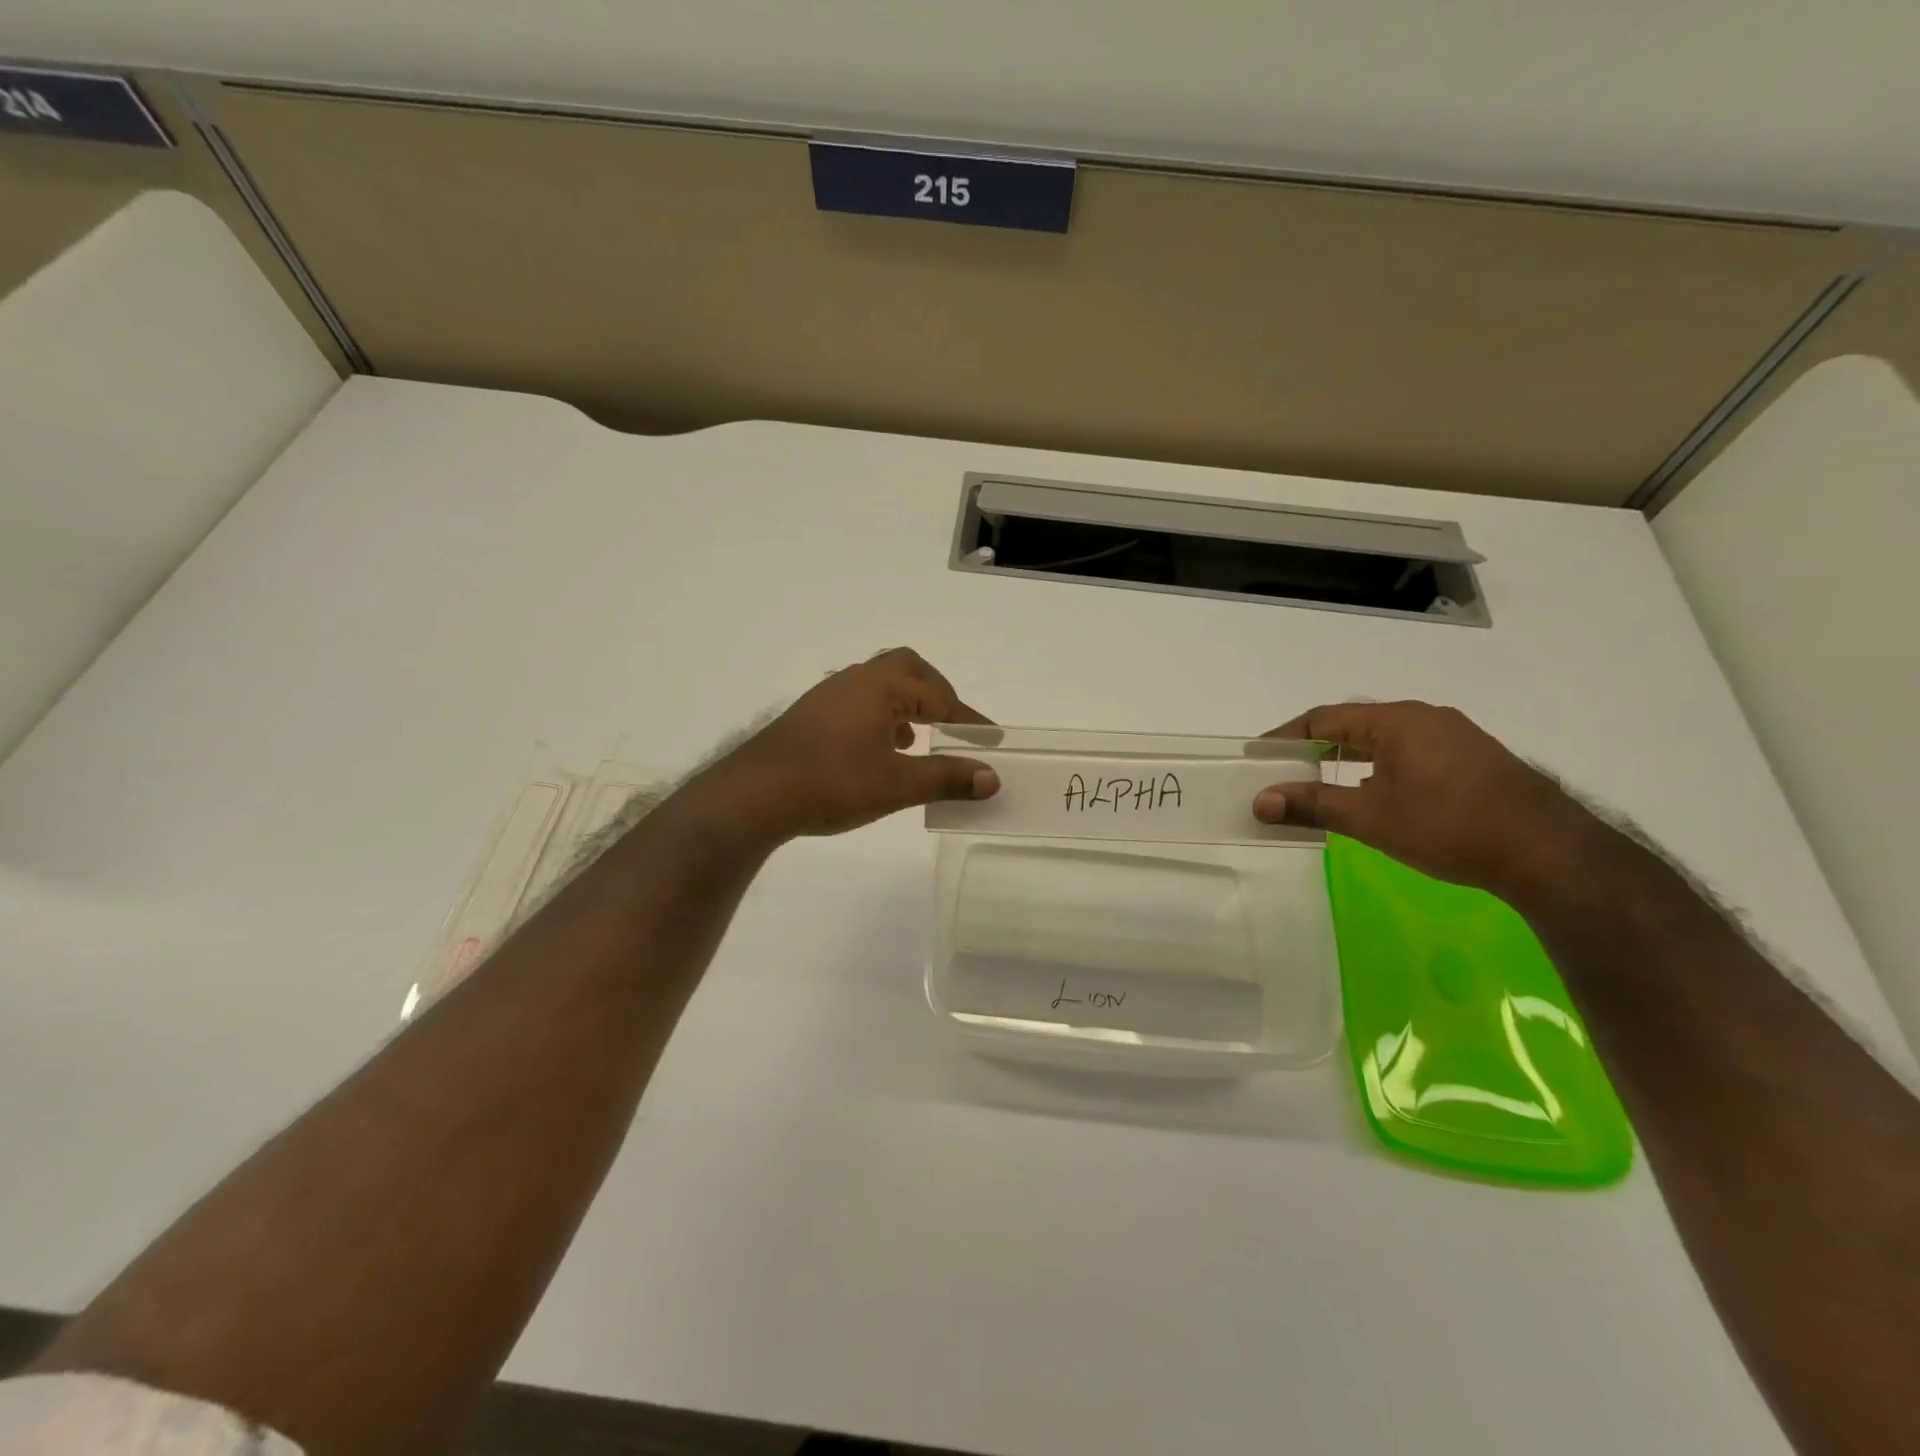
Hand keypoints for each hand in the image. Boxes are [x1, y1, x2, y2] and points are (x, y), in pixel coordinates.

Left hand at [711, 648, 1000, 842]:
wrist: (754, 795)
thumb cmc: (831, 783)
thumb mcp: (897, 785)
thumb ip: (946, 778)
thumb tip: (991, 778)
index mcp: (880, 687)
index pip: (938, 694)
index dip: (967, 718)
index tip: (989, 740)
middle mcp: (854, 681)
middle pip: (907, 669)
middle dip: (936, 694)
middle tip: (952, 724)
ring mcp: (827, 697)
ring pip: (879, 686)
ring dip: (907, 706)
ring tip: (918, 741)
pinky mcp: (810, 717)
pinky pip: (858, 704)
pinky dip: (881, 718)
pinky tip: (878, 752)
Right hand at [1252, 701, 1599, 898]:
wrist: (1547, 852)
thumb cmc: (1447, 825)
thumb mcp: (1370, 818)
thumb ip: (1312, 804)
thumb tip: (1260, 801)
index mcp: (1396, 720)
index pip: (1324, 717)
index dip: (1286, 736)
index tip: (1259, 755)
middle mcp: (1425, 717)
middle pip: (1354, 724)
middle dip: (1315, 746)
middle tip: (1285, 770)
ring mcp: (1455, 736)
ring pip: (1385, 740)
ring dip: (1348, 757)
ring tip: (1323, 782)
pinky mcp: (1474, 759)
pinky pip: (1411, 752)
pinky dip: (1380, 767)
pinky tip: (1378, 794)